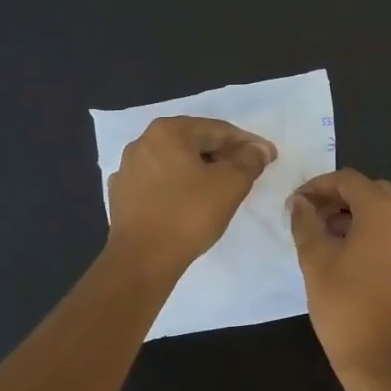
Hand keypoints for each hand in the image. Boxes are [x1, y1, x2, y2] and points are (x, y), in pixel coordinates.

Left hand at [107, 117, 275, 275]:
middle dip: (224, 155)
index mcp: (168, 131)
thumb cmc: (189, 215)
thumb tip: (259, 148)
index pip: (218, 130)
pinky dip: (178, 186)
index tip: (268, 156)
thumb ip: (249, 160)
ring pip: (175, 162)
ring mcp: (128, 169)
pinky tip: (190, 202)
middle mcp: (143, 142)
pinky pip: (159, 182)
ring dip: (201, 170)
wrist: (141, 260)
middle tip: (248, 171)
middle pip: (195, 142)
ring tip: (222, 188)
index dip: (248, 143)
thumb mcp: (230, 184)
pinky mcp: (121, 195)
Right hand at [288, 169, 390, 382]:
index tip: (296, 203)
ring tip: (328, 238)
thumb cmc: (345, 306)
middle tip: (311, 218)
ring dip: (358, 216)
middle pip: (372, 191)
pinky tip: (353, 256)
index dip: (318, 186)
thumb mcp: (315, 260)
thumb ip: (305, 222)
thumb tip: (299, 203)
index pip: (348, 180)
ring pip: (387, 212)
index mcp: (385, 210)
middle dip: (339, 199)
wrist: (385, 360)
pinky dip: (376, 233)